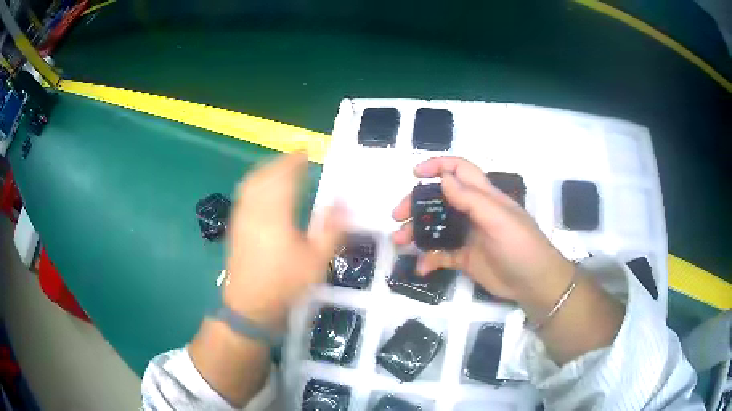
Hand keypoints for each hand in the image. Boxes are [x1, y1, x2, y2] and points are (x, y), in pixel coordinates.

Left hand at [223, 153, 345, 327]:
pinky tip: (262, 189)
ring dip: (267, 170)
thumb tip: (341, 202)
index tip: (306, 152)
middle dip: (280, 162)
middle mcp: (255, 209)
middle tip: (297, 159)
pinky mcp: (235, 226)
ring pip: (251, 182)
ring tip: (281, 169)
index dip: (295, 161)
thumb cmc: (285, 284)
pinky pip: (244, 194)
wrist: (250, 305)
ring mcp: (241, 217)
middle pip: (265, 174)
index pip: (284, 176)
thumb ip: (331, 229)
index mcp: (275, 214)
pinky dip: (255, 183)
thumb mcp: (317, 260)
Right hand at [392, 157, 573, 306]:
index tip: (414, 174)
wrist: (533, 283)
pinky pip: (441, 254)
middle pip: (440, 198)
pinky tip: (422, 267)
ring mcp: (468, 235)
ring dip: (416, 232)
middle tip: (397, 216)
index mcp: (484, 196)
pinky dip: (428, 259)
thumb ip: (471, 199)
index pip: (459, 170)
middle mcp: (473, 212)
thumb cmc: (520, 246)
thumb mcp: (498, 219)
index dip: (438, 166)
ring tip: (399, 242)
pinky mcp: (465, 258)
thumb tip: (444, 179)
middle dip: (416, 203)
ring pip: (436, 226)